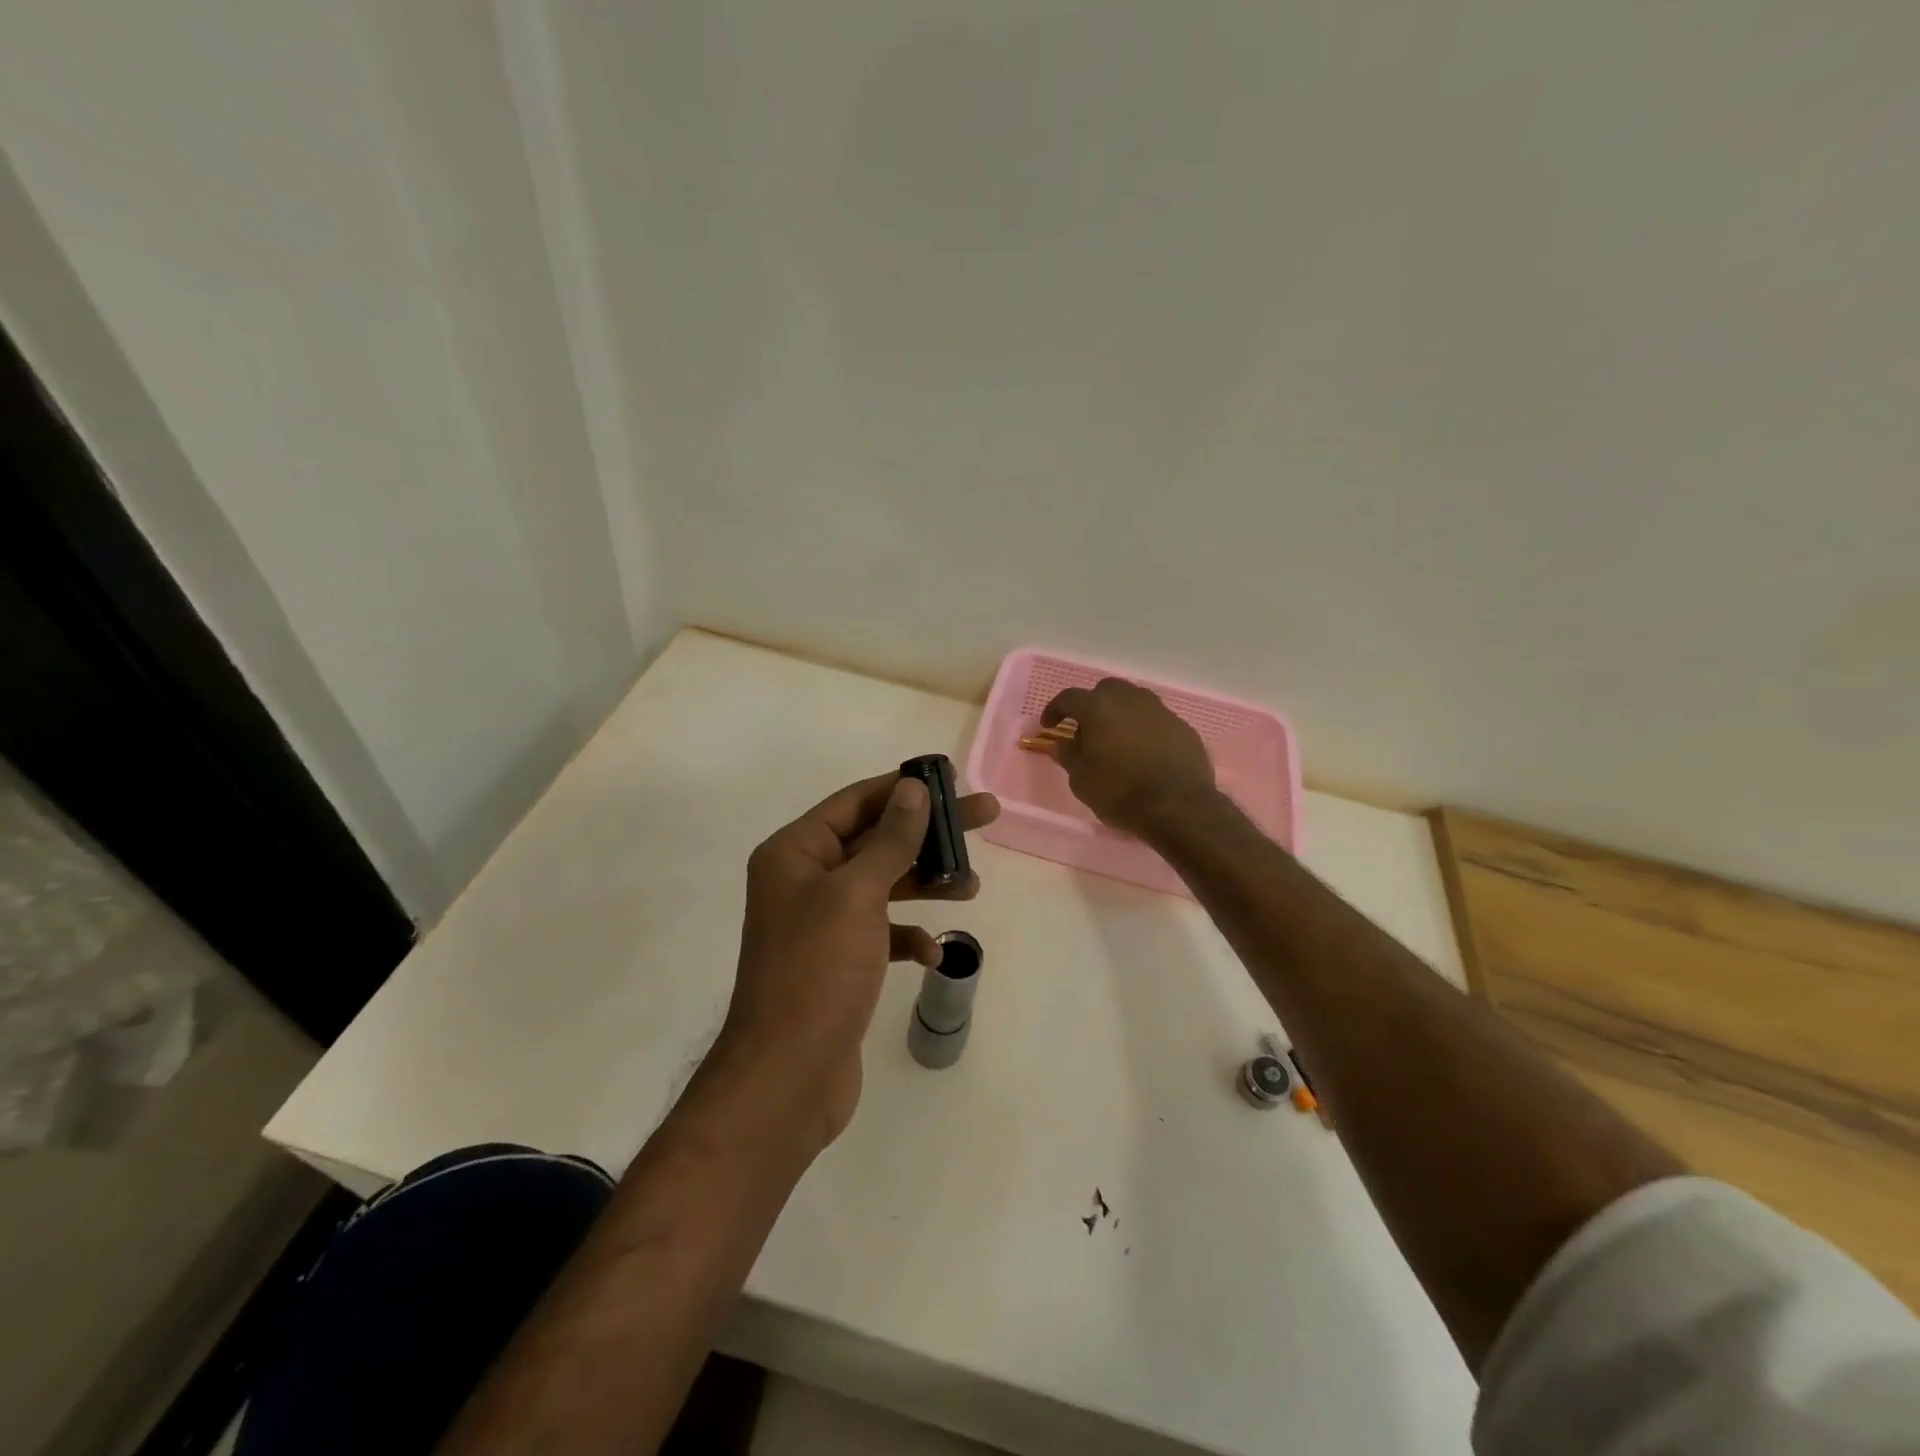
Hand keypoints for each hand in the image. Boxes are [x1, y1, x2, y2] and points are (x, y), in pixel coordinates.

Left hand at [721, 770, 999, 1147]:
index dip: (904, 787)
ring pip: (883, 885)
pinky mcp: (838, 962)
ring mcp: (820, 923)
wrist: (787, 1076)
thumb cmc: (818, 971)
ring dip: (926, 884)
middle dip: (929, 833)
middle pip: (876, 839)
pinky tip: (931, 954)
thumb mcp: (857, 894)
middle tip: (986, 817)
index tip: (952, 780)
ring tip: (972, 888)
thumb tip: (914, 788)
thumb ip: (890, 839)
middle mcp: (804, 880)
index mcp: (795, 852)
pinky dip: (907, 936)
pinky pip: (880, 932)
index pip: (857, 801)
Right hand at [1041, 678, 1215, 837]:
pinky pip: (1155, 719)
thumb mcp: (1082, 780)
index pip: (1068, 697)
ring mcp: (1159, 710)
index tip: (1049, 726)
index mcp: (1098, 708)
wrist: (1179, 807)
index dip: (1055, 710)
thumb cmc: (1120, 793)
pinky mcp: (1181, 725)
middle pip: (1105, 690)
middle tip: (1087, 729)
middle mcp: (1129, 699)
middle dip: (1092, 705)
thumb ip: (1068, 755)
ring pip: (1133, 700)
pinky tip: (1144, 751)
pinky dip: (1144, 728)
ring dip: (1120, 713)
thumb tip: (1058, 743)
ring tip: (1116, 739)